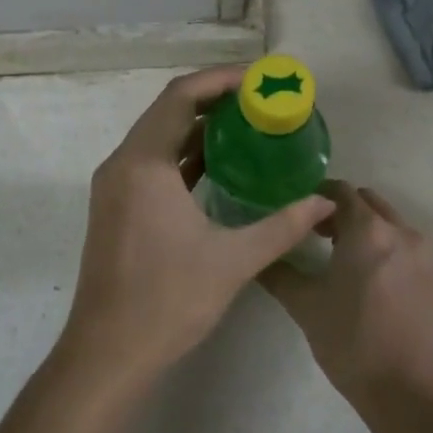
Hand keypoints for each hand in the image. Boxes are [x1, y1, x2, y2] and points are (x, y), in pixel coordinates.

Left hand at [58, 67, 334, 388]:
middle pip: (168, 110)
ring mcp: (115, 185)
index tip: (258, 80)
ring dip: (197, 126)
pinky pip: (152, 161)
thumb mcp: (234, 260)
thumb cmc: (168, 300)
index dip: (220, 80)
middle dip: (212, 98)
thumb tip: (324, 202)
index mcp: (144, 164)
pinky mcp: (116, 204)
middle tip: (258, 100)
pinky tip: (219, 163)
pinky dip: (183, 153)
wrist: (108, 353)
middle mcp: (123, 163)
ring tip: (246, 124)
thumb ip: (283, 226)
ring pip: (158, 135)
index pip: (181, 97)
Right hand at [261, 181, 432, 400]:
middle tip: (315, 233)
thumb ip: (278, 272)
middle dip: (340, 210)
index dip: (316, 196)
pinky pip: (403, 242)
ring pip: (387, 221)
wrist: (405, 389)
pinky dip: (382, 244)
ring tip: (338, 254)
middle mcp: (399, 230)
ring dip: (363, 226)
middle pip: (366, 201)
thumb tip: (257, 255)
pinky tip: (365, 275)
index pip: (340, 191)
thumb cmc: (350, 340)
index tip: (297, 211)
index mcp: (367, 230)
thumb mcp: (304, 304)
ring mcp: (421, 252)